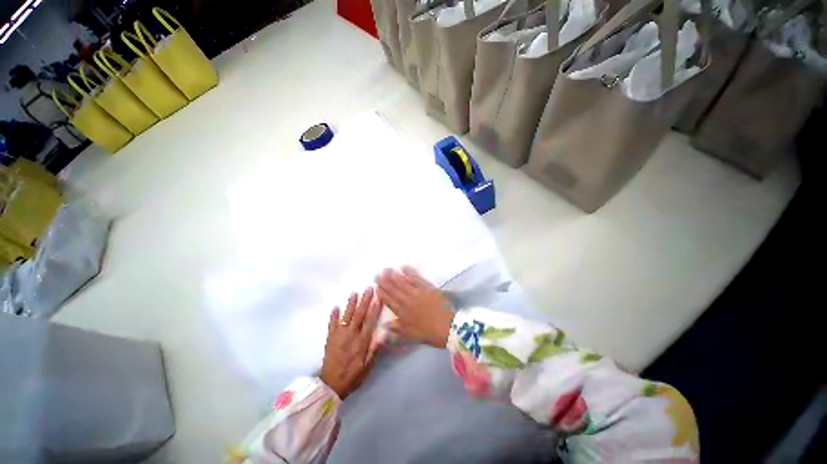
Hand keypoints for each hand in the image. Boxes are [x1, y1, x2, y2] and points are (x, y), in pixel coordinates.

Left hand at [320, 288, 381, 399]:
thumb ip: (374, 349)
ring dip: (351, 304)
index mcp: (361, 341)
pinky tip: (335, 306)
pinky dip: (333, 315)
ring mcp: (339, 335)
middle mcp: (351, 334)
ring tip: (354, 293)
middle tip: (369, 288)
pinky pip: (332, 324)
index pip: (370, 321)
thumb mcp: (367, 366)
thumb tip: (383, 334)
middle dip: (365, 300)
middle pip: (359, 314)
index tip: (379, 297)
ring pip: (346, 316)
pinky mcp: (330, 338)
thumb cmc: (352, 375)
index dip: (375, 308)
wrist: (331, 384)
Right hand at [375, 267, 453, 347]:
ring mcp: (417, 292)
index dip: (382, 293)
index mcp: (402, 312)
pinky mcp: (427, 287)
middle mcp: (407, 300)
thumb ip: (396, 329)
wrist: (447, 327)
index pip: (389, 301)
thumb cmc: (428, 333)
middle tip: (378, 273)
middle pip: (394, 289)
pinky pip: (417, 278)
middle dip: (385, 281)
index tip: (376, 286)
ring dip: (394, 275)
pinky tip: (404, 267)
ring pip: (403, 282)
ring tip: (387, 269)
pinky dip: (410, 272)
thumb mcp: (410, 335)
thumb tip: (384, 325)